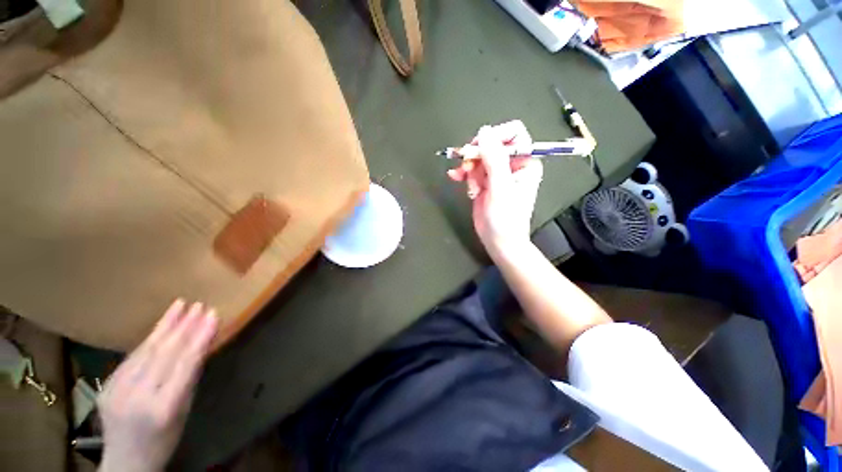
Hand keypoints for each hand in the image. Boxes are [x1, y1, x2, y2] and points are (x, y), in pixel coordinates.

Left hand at [98, 300, 218, 471]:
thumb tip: (201, 344)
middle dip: (185, 327)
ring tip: (181, 305)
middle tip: (200, 305)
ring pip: (146, 351)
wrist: (125, 461)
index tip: (213, 315)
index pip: (185, 365)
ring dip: (166, 326)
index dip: (200, 338)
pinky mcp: (107, 385)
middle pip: (164, 354)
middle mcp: (137, 396)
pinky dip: (149, 339)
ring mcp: (117, 390)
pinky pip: (132, 357)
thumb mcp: (184, 411)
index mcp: (163, 407)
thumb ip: (189, 378)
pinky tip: (161, 325)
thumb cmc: (165, 439)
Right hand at [447, 120, 542, 254]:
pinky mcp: (484, 183)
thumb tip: (484, 131)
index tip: (480, 147)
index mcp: (525, 162)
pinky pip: (472, 170)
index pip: (514, 134)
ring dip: (469, 168)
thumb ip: (494, 159)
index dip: (496, 136)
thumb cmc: (506, 218)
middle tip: (467, 166)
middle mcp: (512, 164)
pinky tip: (455, 177)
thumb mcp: (501, 188)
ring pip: (479, 157)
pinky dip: (463, 173)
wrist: (498, 241)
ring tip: (467, 183)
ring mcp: (496, 174)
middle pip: (492, 145)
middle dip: (477, 155)